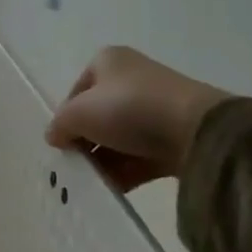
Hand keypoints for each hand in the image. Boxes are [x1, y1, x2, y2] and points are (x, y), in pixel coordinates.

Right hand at [44, 47, 230, 192]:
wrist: (196, 130)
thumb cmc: (128, 108)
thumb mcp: (79, 113)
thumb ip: (60, 125)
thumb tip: (54, 137)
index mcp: (108, 62)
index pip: (77, 91)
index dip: (66, 117)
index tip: (61, 143)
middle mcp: (132, 79)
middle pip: (98, 114)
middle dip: (86, 141)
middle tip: (75, 165)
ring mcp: (155, 109)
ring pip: (119, 137)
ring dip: (104, 160)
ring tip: (91, 182)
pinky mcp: (173, 137)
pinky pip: (141, 155)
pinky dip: (126, 171)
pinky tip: (112, 189)